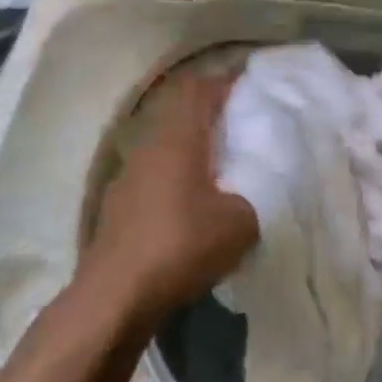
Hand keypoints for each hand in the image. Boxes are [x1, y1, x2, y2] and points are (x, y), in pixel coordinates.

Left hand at [78, 75, 257, 328]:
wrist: (114, 299)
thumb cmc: (181, 246)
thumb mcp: (241, 221)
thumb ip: (259, 191)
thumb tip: (266, 179)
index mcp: (177, 139)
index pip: (198, 89)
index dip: (226, 82)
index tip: (254, 88)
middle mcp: (148, 147)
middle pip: (181, 113)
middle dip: (214, 113)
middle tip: (247, 124)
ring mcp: (128, 176)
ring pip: (167, 144)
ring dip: (195, 146)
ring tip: (227, 163)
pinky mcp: (120, 205)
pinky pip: (156, 172)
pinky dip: (180, 173)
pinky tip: (197, 200)